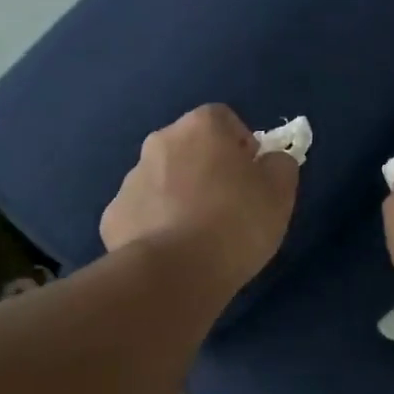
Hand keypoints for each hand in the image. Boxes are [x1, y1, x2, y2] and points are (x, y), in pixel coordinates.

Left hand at [101, 105, 299, 297]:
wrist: (172, 274)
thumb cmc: (235, 223)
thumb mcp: (280, 193)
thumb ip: (280, 166)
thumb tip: (270, 161)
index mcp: (201, 127)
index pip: (224, 120)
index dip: (241, 146)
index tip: (252, 178)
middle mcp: (160, 142)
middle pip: (191, 148)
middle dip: (208, 170)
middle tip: (229, 208)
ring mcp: (131, 179)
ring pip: (164, 180)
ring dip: (181, 197)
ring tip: (200, 237)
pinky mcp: (113, 216)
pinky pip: (143, 213)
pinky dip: (157, 226)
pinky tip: (173, 253)